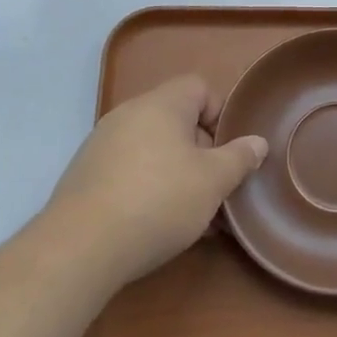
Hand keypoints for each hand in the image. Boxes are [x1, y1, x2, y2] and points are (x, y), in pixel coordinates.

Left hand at [46, 75, 266, 287]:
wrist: (80, 248)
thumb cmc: (158, 201)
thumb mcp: (213, 181)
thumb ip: (239, 158)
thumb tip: (257, 142)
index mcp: (161, 104)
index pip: (199, 87)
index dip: (220, 114)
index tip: (228, 151)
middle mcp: (129, 114)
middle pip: (177, 120)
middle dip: (201, 152)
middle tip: (215, 188)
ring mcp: (102, 144)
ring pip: (154, 149)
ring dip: (177, 174)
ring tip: (193, 216)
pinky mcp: (85, 176)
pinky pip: (129, 171)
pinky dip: (148, 188)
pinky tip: (158, 226)